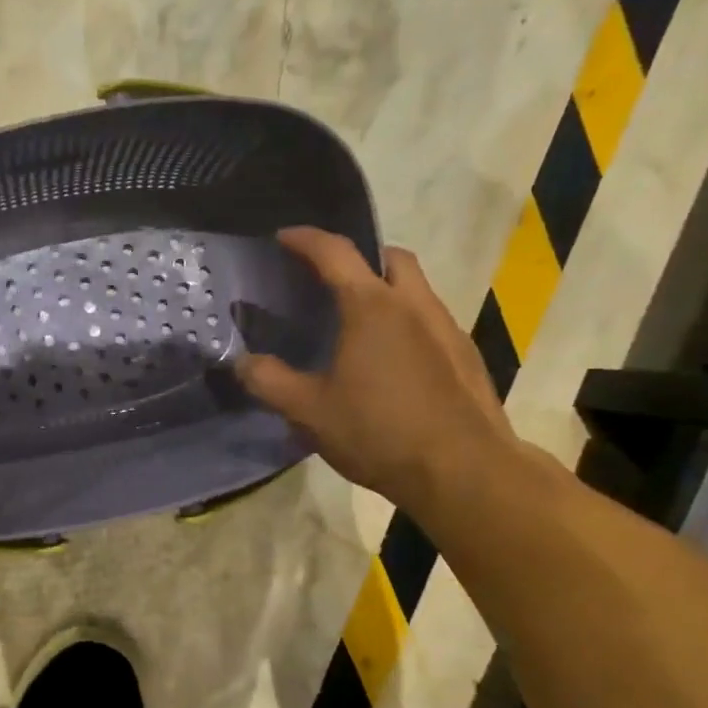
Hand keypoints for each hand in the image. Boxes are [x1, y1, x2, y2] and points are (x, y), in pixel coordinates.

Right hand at [235, 228, 519, 514]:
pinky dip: (406, 321)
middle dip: (359, 256)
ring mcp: (447, 327)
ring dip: (386, 289)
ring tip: (358, 324)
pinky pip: (431, 320)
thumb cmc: (378, 432)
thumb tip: (242, 362)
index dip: (305, 240)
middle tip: (331, 280)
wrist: (462, 470)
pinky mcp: (465, 355)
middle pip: (389, 257)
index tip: (284, 237)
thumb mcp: (309, 411)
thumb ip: (269, 382)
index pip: (335, 253)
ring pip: (415, 288)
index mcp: (371, 307)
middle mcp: (414, 304)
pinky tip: (391, 361)